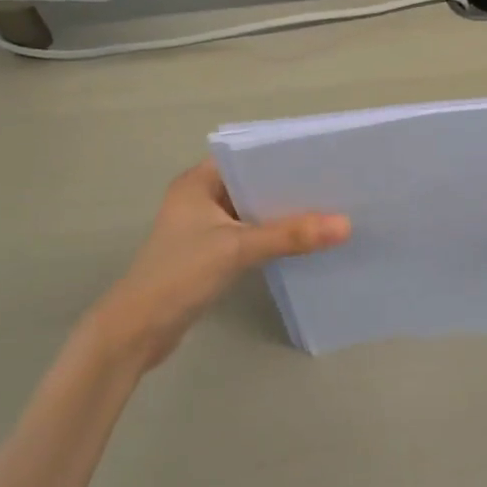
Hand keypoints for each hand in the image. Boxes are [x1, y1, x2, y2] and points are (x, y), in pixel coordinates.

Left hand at [93, 161, 348, 370]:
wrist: (140, 328)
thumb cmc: (181, 274)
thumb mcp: (238, 248)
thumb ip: (290, 235)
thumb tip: (345, 225)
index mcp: (196, 183)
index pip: (245, 158)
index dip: (280, 158)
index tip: (321, 161)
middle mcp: (198, 199)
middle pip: (251, 186)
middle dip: (288, 190)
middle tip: (333, 188)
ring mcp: (202, 229)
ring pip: (251, 214)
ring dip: (280, 217)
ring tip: (327, 213)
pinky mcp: (208, 255)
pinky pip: (248, 237)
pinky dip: (270, 239)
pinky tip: (301, 244)